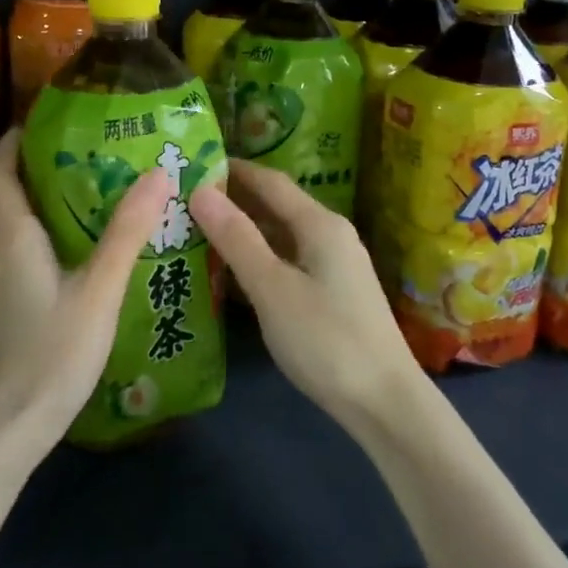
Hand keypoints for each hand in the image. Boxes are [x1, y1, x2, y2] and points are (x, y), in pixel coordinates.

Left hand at [0, 127, 172, 465]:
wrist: (0, 433)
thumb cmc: (50, 355)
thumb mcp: (98, 291)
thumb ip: (126, 233)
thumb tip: (157, 173)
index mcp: (14, 238)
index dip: (13, 142)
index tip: (39, 121)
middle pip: (7, 198)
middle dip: (36, 171)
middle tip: (84, 155)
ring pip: (13, 232)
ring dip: (41, 208)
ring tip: (86, 200)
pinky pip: (17, 259)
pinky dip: (41, 242)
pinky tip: (73, 260)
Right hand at [188, 161, 424, 425]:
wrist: (384, 403)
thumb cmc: (326, 340)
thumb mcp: (272, 288)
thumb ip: (236, 238)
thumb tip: (200, 190)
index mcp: (319, 224)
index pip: (269, 181)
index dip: (232, 170)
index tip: (192, 165)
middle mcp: (329, 235)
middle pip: (275, 206)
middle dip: (232, 200)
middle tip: (183, 200)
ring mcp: (333, 266)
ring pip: (279, 237)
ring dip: (242, 232)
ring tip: (195, 231)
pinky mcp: (331, 294)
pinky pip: (287, 262)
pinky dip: (257, 260)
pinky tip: (229, 272)